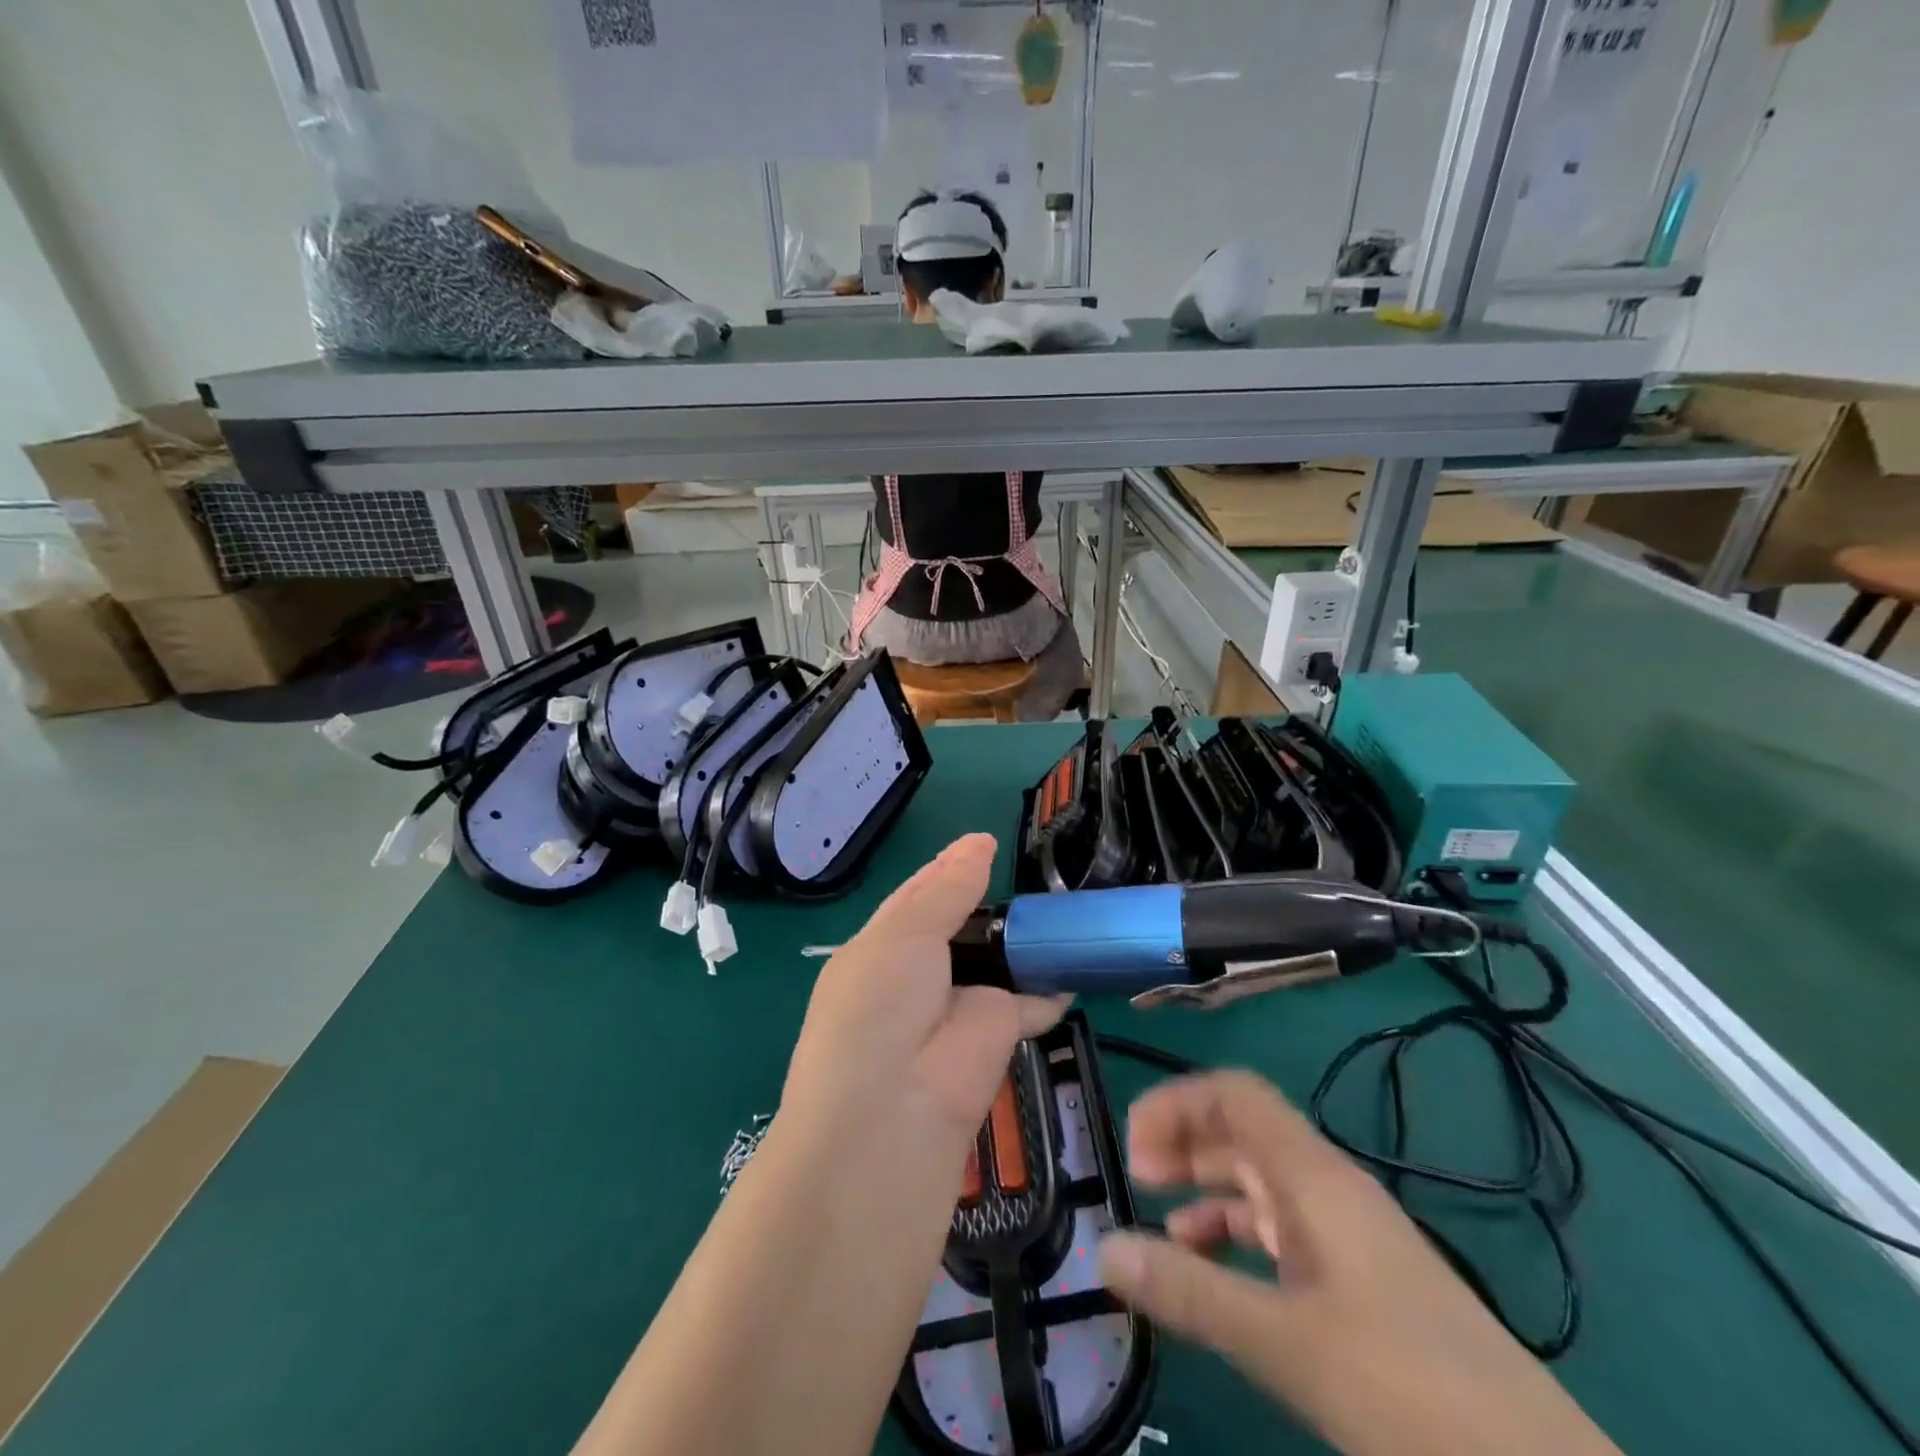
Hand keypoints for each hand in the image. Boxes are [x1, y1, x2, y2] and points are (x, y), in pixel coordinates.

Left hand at [782, 834, 1069, 1151]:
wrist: (892, 1117)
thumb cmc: (880, 1008)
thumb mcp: (904, 935)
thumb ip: (947, 890)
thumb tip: (979, 843)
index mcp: (878, 950)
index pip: (917, 899)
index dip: (948, 870)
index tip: (985, 843)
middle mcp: (914, 977)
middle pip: (958, 928)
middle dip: (990, 903)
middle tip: (1031, 874)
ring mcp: (956, 1009)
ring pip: (995, 963)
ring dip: (1021, 941)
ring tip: (1059, 906)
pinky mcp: (996, 1038)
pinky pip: (1028, 1001)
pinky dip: (1050, 985)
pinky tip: (1074, 962)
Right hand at [1098, 1072, 1619, 1455]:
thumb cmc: (1411, 1392)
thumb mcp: (1288, 1344)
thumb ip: (1191, 1293)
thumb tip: (1105, 1248)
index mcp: (1315, 1177)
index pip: (1235, 1095)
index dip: (1177, 1103)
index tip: (1133, 1150)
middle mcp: (1329, 1190)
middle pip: (1244, 1133)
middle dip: (1184, 1143)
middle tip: (1136, 1180)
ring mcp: (1348, 1237)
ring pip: (1260, 1184)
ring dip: (1206, 1190)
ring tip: (1161, 1226)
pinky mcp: (1360, 1284)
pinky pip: (1282, 1232)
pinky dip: (1236, 1236)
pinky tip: (1215, 1274)